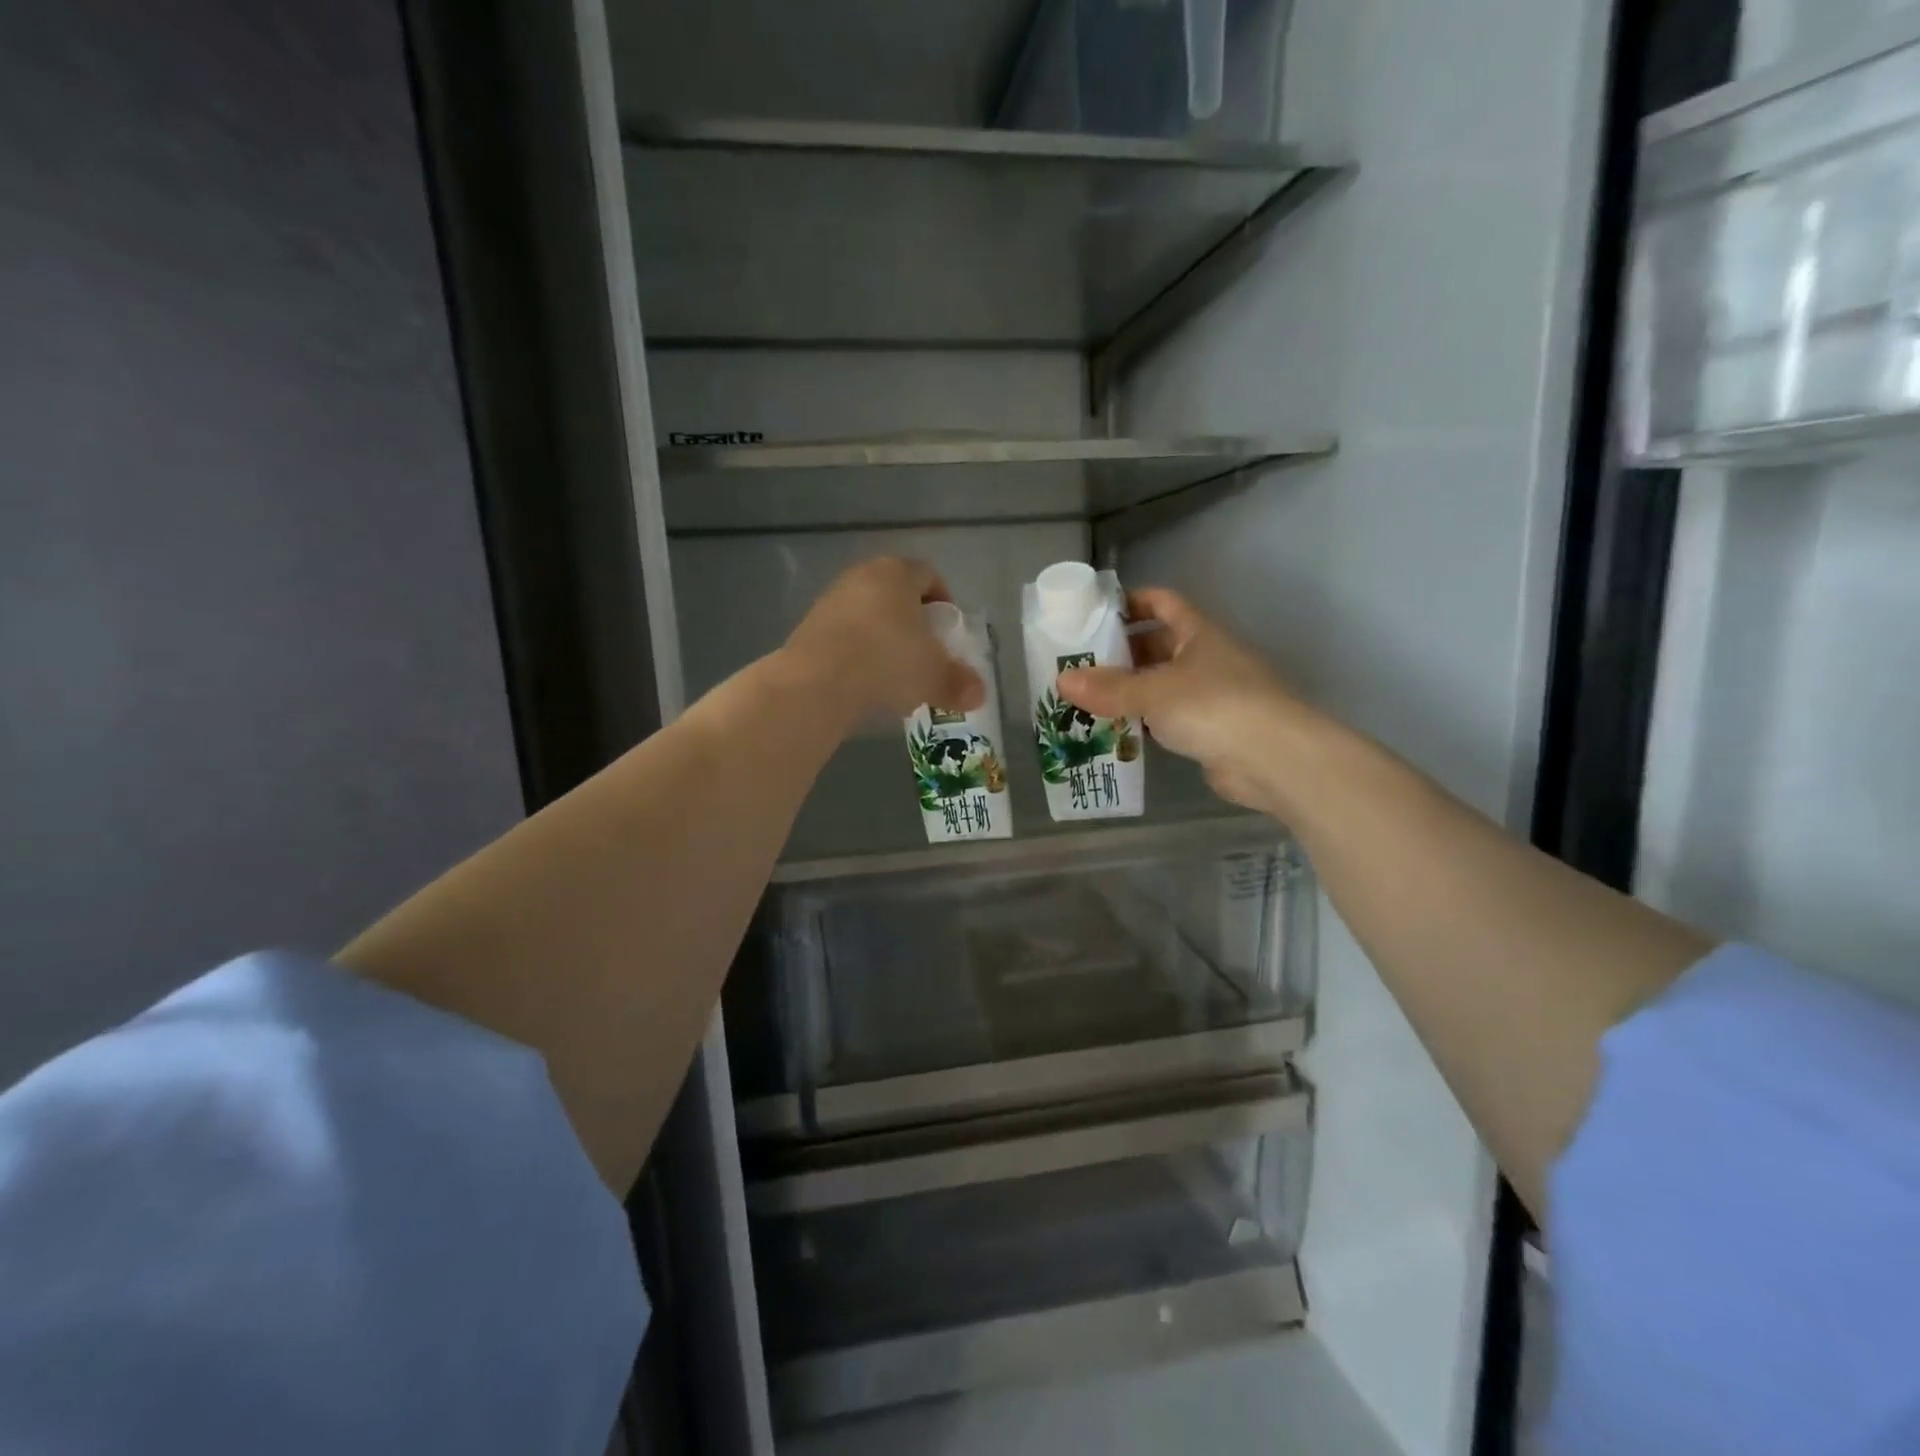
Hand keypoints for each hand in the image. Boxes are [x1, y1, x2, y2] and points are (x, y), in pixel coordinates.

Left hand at [785, 558, 985, 722]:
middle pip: (895, 593)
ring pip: (867, 615)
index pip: (929, 575)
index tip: (948, 632)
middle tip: (924, 653)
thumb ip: (958, 683)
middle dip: (912, 622)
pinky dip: (857, 653)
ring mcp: (831, 600)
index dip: (943, 602)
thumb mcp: (934, 676)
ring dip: (882, 638)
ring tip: (894, 673)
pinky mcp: (808, 627)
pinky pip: (844, 635)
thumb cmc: (887, 661)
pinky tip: (864, 681)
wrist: (818, 681)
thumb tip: (978, 695)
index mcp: (897, 573)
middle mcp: (861, 576)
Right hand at [1059, 588, 1318, 815]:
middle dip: (1120, 653)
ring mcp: (1210, 696)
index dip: (1131, 602)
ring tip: (1085, 700)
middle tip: (1078, 665)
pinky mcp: (1209, 731)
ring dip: (1128, 691)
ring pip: (1160, 685)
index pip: (1162, 603)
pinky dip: (1142, 722)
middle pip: (1156, 646)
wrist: (1273, 759)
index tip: (1095, 613)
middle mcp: (1205, 658)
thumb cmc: (1214, 706)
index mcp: (1198, 633)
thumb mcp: (1154, 692)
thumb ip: (1109, 688)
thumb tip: (1062, 680)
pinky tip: (1113, 732)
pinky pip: (1167, 719)